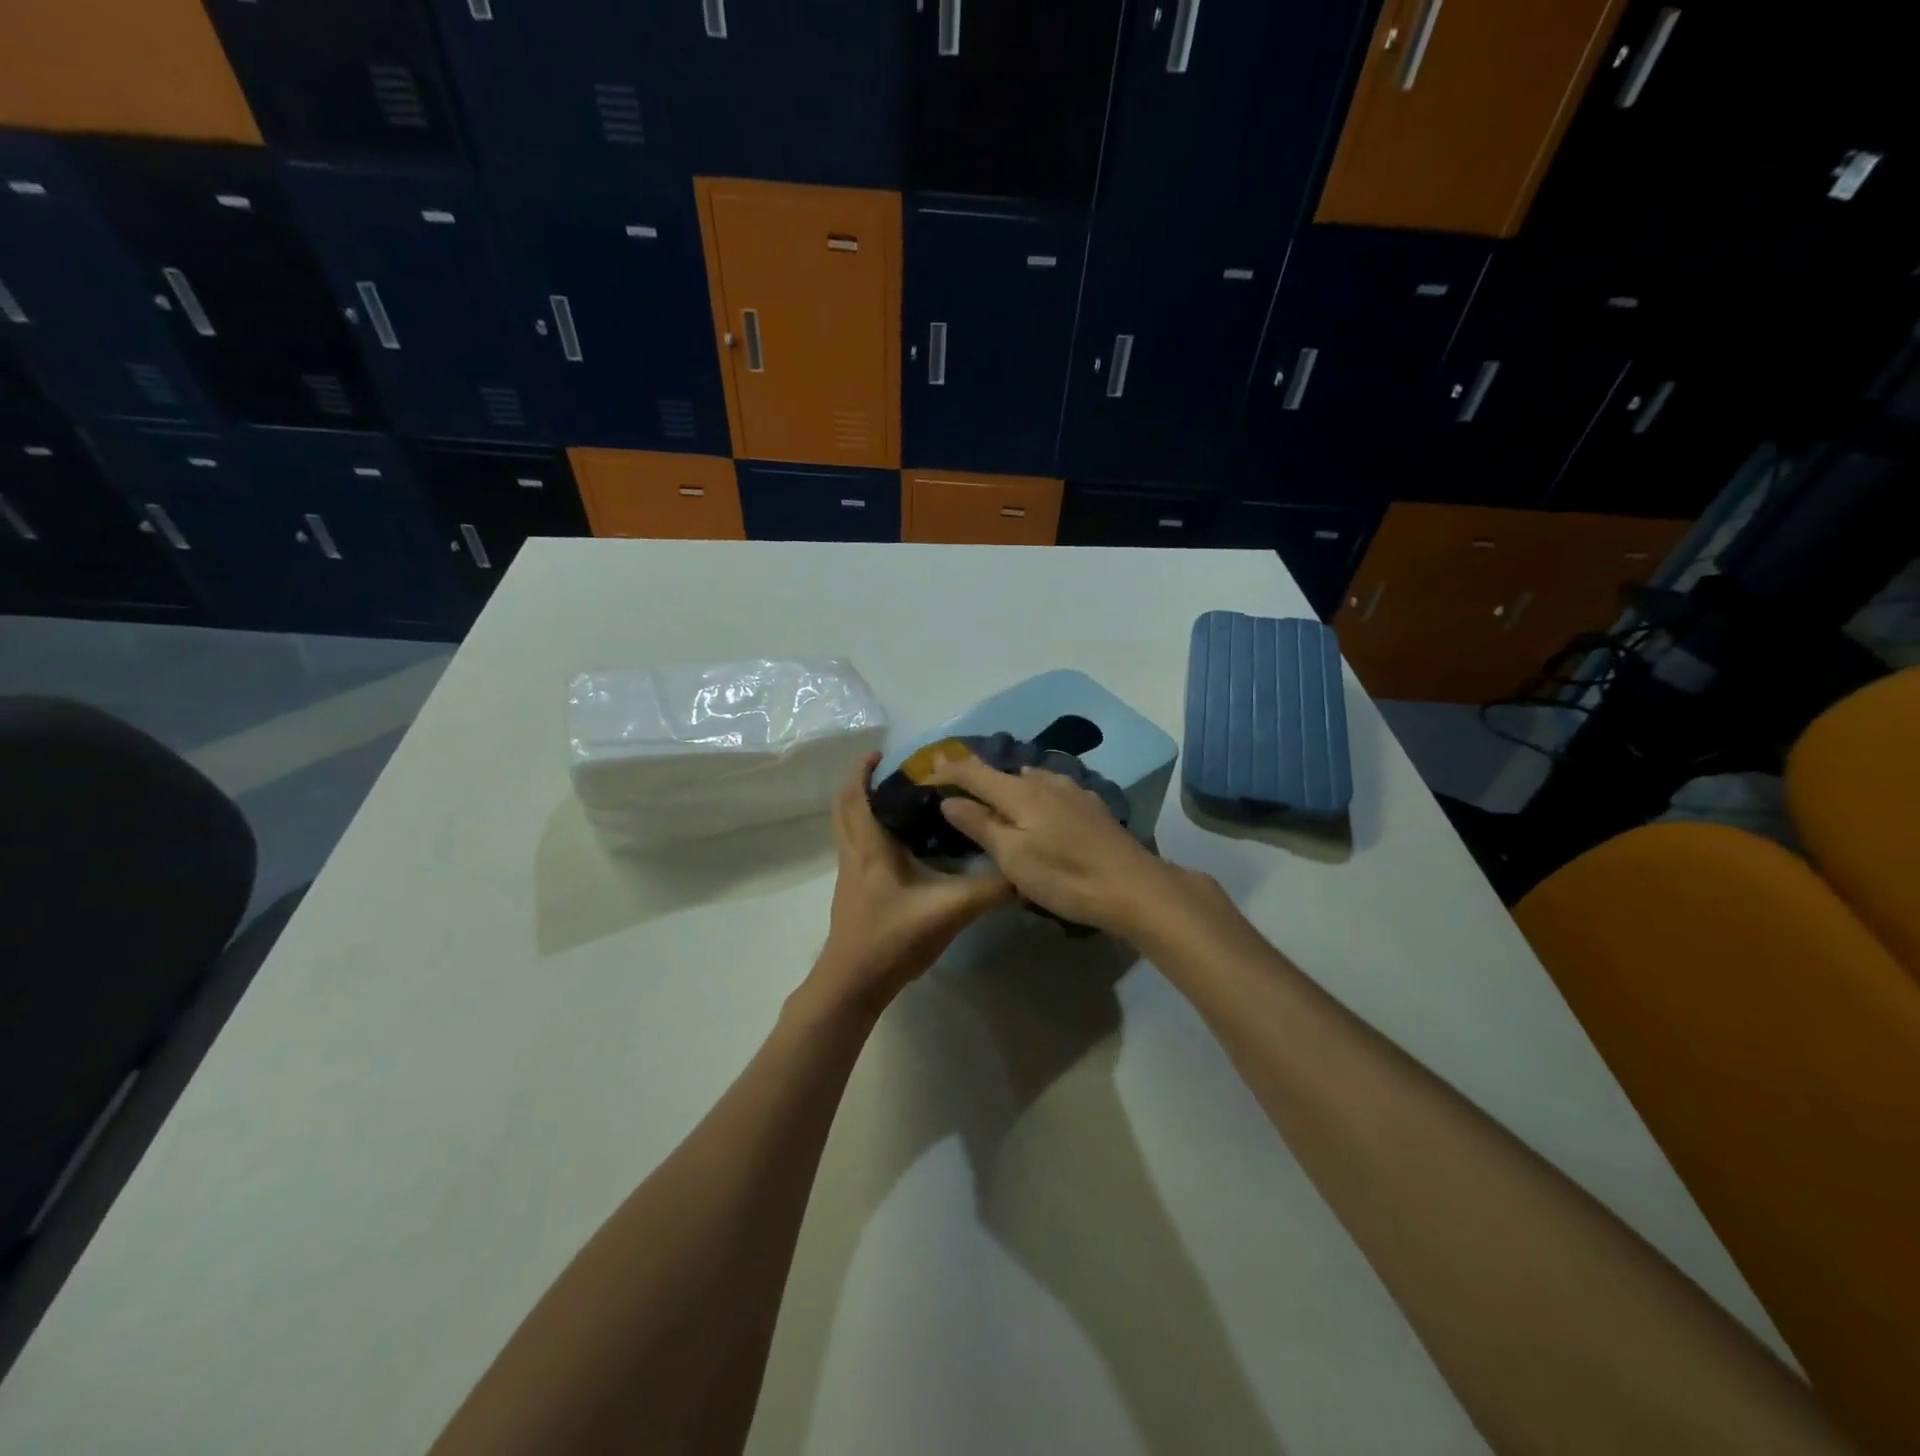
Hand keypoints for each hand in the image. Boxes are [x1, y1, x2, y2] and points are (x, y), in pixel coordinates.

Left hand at [809, 753, 1012, 1015]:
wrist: (853, 984)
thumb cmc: (893, 938)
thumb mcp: (949, 911)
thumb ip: (988, 891)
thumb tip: (1023, 873)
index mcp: (869, 848)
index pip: (856, 797)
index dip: (862, 771)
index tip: (881, 753)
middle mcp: (853, 855)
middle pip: (845, 808)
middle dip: (862, 785)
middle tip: (892, 774)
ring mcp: (849, 875)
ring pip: (848, 829)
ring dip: (865, 809)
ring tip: (900, 802)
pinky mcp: (853, 893)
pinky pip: (856, 848)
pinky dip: (870, 833)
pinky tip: (901, 846)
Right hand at [927, 754, 1197, 936]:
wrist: (1133, 887)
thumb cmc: (1064, 876)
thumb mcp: (1012, 857)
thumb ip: (980, 825)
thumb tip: (949, 800)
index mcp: (1020, 792)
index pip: (973, 771)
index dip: (947, 771)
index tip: (924, 775)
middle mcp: (1045, 781)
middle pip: (1002, 772)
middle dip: (976, 777)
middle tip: (955, 790)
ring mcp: (1072, 791)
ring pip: (1029, 780)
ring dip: (1007, 786)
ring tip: (994, 802)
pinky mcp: (1091, 807)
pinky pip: (1051, 791)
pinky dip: (1032, 796)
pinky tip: (1038, 813)